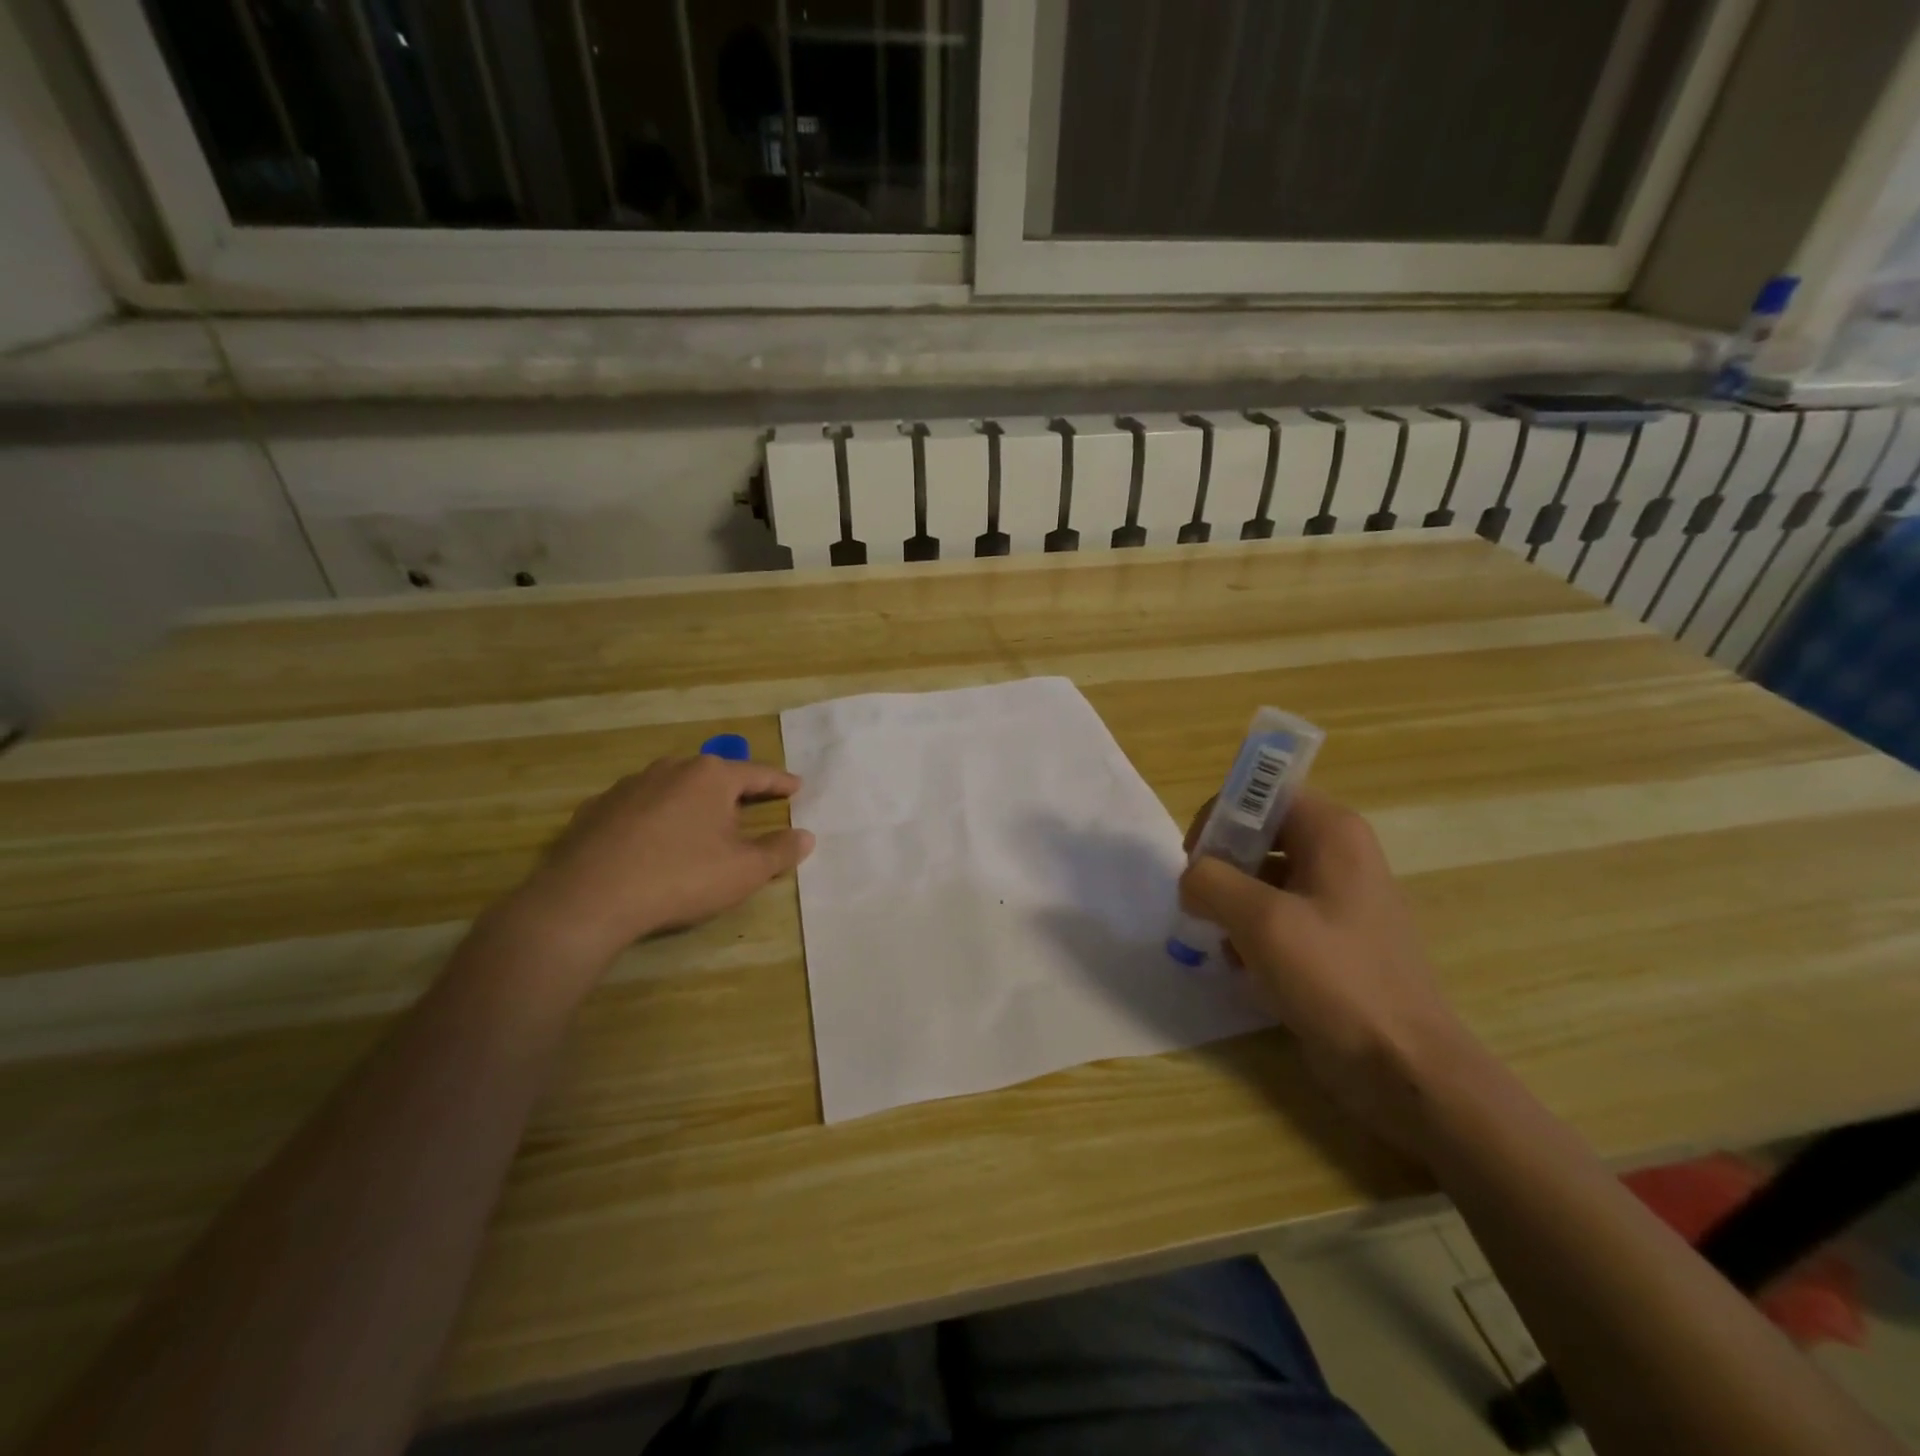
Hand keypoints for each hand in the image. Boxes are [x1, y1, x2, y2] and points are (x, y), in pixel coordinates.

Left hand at [506, 756, 813, 967]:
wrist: (588, 899)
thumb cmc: (681, 877)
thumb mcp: (744, 871)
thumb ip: (780, 850)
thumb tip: (806, 835)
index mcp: (711, 776)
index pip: (757, 774)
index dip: (781, 783)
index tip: (797, 787)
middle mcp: (670, 769)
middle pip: (714, 775)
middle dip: (735, 790)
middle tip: (751, 806)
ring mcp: (628, 786)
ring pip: (673, 787)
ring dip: (692, 802)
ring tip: (701, 824)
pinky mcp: (596, 809)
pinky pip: (639, 807)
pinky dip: (655, 818)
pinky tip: (653, 841)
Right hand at [1178, 789, 1469, 1148]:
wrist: (1403, 1065)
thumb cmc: (1336, 979)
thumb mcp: (1260, 921)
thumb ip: (1210, 881)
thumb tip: (1191, 880)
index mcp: (1333, 832)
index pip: (1261, 794)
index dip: (1220, 818)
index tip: (1195, 861)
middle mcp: (1339, 853)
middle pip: (1259, 834)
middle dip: (1221, 867)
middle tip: (1202, 904)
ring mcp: (1338, 898)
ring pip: (1262, 877)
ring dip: (1232, 903)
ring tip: (1223, 940)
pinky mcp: (1334, 938)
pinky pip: (1277, 914)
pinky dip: (1252, 931)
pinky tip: (1244, 965)